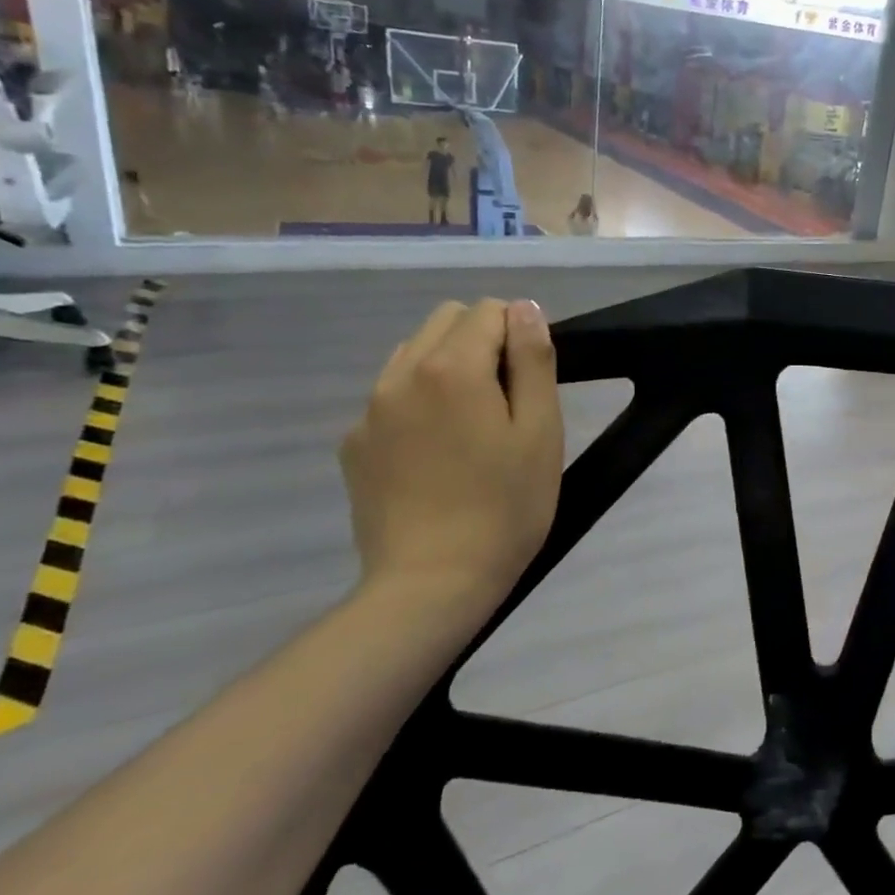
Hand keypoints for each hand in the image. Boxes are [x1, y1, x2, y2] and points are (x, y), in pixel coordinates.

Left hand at [341, 299, 563, 620]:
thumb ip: (533, 359)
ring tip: (470, 424)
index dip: (520, 335)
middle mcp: (401, 374)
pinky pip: (390, 396)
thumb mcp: (541, 430)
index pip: (490, 310)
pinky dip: (418, 401)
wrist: (431, 585)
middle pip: (445, 321)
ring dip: (447, 366)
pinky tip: (436, 453)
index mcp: (452, 367)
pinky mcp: (353, 445)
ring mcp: (369, 410)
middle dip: (481, 340)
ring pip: (413, 354)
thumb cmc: (505, 507)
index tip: (531, 382)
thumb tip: (524, 309)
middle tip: (506, 399)